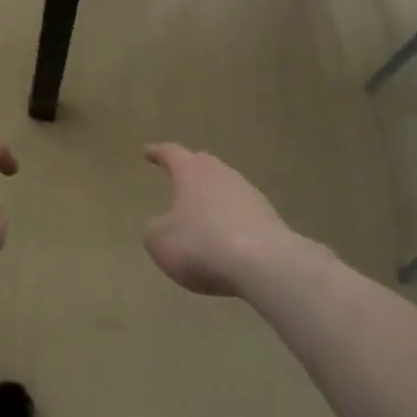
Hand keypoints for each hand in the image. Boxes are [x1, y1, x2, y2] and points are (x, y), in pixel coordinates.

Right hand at [142, 144, 303, 296]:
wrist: (264, 265)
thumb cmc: (201, 245)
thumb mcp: (160, 241)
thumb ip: (155, 228)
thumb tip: (162, 224)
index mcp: (191, 171)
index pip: (171, 154)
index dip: (157, 153)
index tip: (147, 151)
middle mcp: (221, 174)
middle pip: (203, 165)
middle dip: (190, 170)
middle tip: (179, 176)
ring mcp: (249, 194)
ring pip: (225, 188)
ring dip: (213, 198)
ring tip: (202, 213)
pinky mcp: (269, 218)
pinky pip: (242, 213)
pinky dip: (231, 220)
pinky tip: (226, 238)